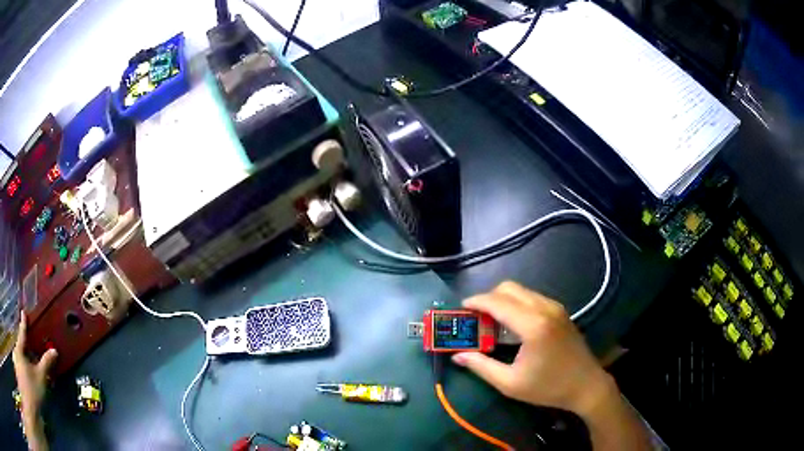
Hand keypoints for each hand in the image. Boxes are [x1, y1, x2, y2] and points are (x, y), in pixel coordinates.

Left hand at [13, 312, 55, 449]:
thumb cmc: (33, 387)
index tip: (24, 312)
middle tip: (31, 347)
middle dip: (26, 346)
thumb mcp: (40, 378)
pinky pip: (22, 362)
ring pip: (21, 354)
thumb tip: (54, 351)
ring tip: (31, 364)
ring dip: (26, 358)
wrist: (32, 396)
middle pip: (21, 345)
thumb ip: (46, 364)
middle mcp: (17, 349)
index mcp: (20, 347)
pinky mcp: (21, 367)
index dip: (24, 323)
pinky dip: (25, 365)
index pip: (22, 332)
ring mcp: (18, 358)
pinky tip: (29, 373)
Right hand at [452, 282, 649, 449]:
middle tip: (476, 318)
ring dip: (503, 300)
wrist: (586, 385)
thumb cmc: (548, 387)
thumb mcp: (510, 383)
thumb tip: (458, 356)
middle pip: (509, 288)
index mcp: (532, 325)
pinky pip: (532, 297)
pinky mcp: (560, 311)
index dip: (476, 302)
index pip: (497, 302)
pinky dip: (517, 303)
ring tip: (492, 322)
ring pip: (522, 290)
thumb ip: (482, 366)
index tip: (461, 309)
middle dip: (488, 298)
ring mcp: (555, 307)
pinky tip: (513, 324)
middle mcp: (544, 308)